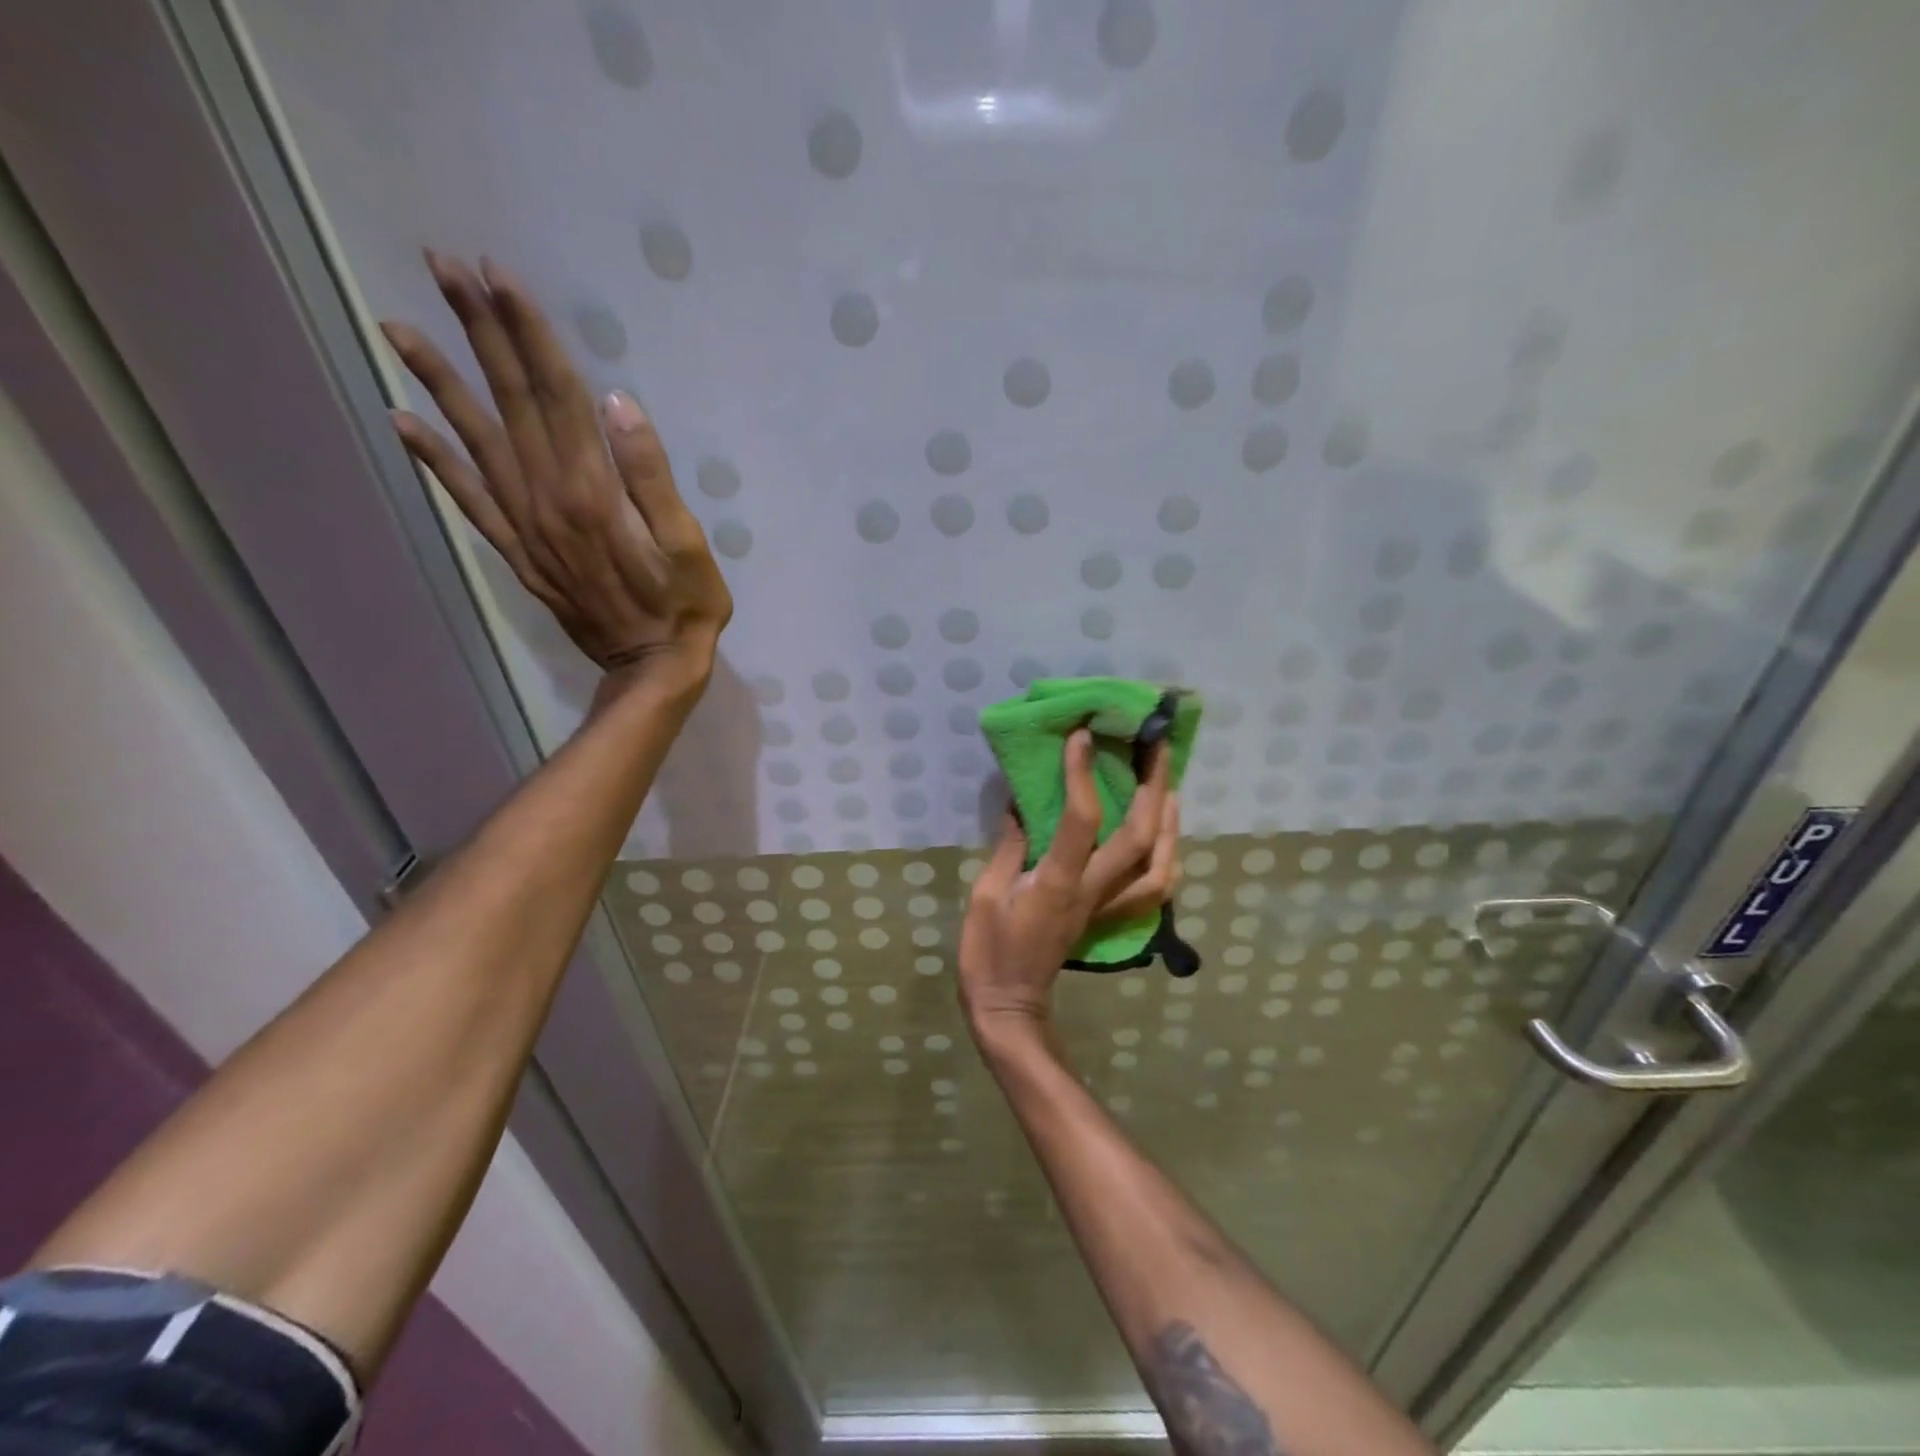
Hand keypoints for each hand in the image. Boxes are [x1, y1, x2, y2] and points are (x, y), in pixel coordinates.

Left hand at [381, 252, 731, 695]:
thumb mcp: (688, 543)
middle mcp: (547, 496)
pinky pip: (467, 497)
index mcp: (593, 489)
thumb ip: (653, 475)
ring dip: (439, 380)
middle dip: (479, 332)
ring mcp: (524, 525)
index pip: (557, 395)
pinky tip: (402, 421)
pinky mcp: (517, 551)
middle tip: (443, 267)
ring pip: (477, 440)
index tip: (498, 275)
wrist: (650, 666)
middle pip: (511, 402)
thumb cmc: (685, 605)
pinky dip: (433, 458)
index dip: (529, 334)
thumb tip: (617, 403)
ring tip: (398, 325)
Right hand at [959, 731, 1180, 1048]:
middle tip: (1155, 746)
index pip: (1081, 819)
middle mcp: (1093, 891)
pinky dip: (1168, 857)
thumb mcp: (986, 893)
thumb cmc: (988, 951)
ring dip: (1172, 821)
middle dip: (1154, 786)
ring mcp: (1108, 907)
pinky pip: (1153, 888)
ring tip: (1169, 785)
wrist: (1010, 1006)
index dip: (1083, 774)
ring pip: (1161, 865)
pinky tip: (1164, 834)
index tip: (1084, 736)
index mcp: (1058, 882)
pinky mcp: (1110, 918)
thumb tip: (1020, 801)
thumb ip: (1009, 845)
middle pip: (1141, 837)